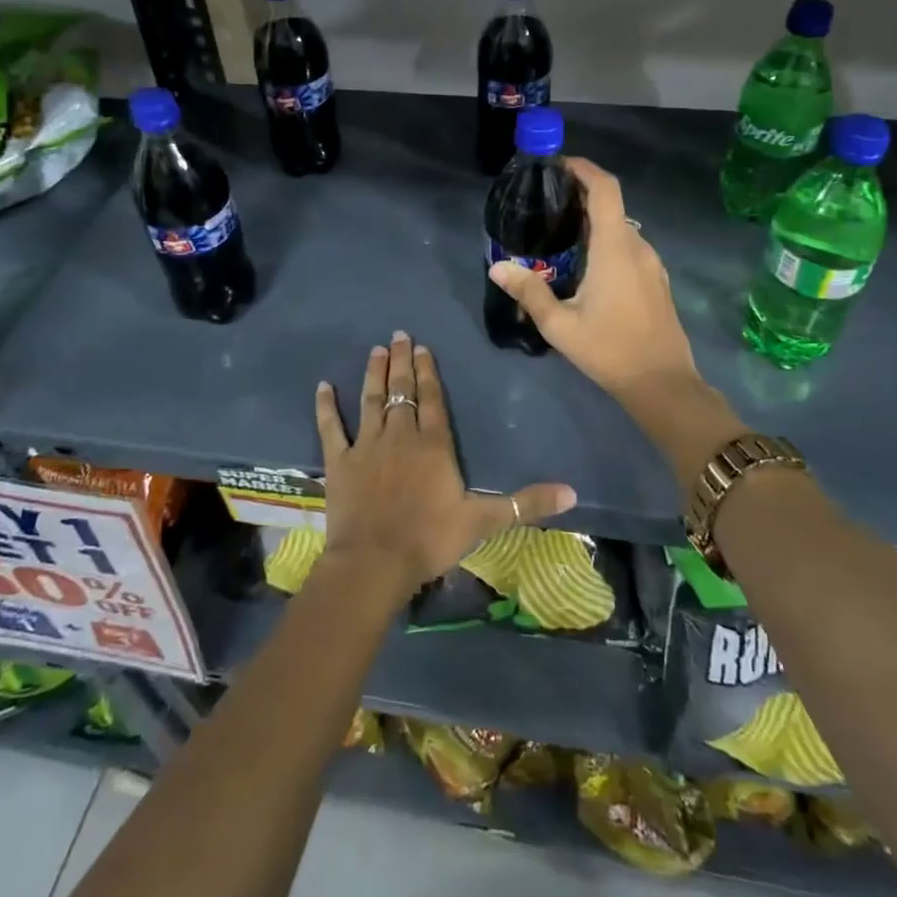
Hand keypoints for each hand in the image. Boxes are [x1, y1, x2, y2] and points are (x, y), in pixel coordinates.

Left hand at [315, 331, 576, 603]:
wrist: (375, 562)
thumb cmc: (430, 539)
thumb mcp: (484, 521)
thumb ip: (526, 504)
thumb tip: (573, 493)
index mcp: (434, 444)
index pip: (432, 399)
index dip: (429, 371)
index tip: (424, 347)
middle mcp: (400, 435)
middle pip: (401, 391)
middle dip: (402, 361)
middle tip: (399, 335)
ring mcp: (367, 445)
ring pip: (371, 400)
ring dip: (374, 373)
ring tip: (376, 350)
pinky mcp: (339, 461)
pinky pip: (330, 427)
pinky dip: (326, 406)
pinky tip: (323, 386)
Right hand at [487, 157, 699, 401]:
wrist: (663, 384)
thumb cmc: (609, 350)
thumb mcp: (559, 325)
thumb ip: (529, 291)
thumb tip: (497, 267)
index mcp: (616, 247)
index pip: (605, 188)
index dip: (584, 168)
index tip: (558, 164)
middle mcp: (638, 246)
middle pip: (611, 205)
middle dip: (580, 195)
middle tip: (545, 203)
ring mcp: (651, 264)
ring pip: (621, 228)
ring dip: (593, 222)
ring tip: (559, 234)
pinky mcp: (656, 281)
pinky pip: (629, 247)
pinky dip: (606, 241)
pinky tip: (585, 265)